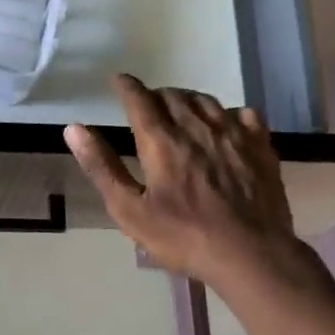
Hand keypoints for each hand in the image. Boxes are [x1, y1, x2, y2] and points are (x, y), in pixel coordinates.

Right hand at [64, 75, 295, 287]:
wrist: (250, 254)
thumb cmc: (183, 236)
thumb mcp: (130, 211)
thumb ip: (102, 168)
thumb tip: (74, 129)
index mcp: (162, 142)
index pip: (140, 100)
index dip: (127, 87)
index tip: (118, 80)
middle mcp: (197, 128)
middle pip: (174, 96)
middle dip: (156, 95)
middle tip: (147, 105)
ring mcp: (234, 135)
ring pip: (207, 102)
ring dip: (188, 100)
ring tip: (181, 110)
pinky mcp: (261, 148)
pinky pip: (244, 115)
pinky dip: (228, 114)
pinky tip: (226, 125)